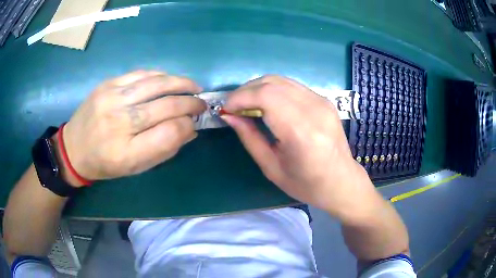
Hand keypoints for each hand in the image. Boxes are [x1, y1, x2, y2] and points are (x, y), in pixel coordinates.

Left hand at [62, 70, 205, 183]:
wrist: (73, 148)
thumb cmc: (105, 164)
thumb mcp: (135, 168)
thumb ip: (164, 149)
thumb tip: (189, 128)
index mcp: (127, 152)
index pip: (169, 133)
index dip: (188, 125)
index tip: (195, 123)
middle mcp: (119, 122)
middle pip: (165, 105)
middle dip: (190, 103)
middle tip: (201, 103)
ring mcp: (112, 98)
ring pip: (156, 84)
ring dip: (181, 84)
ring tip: (194, 87)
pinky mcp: (107, 84)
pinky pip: (141, 74)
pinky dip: (161, 76)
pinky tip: (170, 80)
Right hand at [223, 76, 379, 220]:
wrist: (342, 181)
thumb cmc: (306, 184)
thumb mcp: (271, 167)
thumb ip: (249, 137)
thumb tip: (229, 115)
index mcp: (301, 132)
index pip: (266, 96)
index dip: (240, 97)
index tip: (226, 108)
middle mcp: (314, 110)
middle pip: (272, 83)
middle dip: (246, 90)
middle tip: (234, 106)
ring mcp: (322, 101)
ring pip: (281, 80)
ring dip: (258, 88)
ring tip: (247, 104)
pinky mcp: (324, 100)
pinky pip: (292, 86)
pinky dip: (273, 90)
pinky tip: (267, 104)